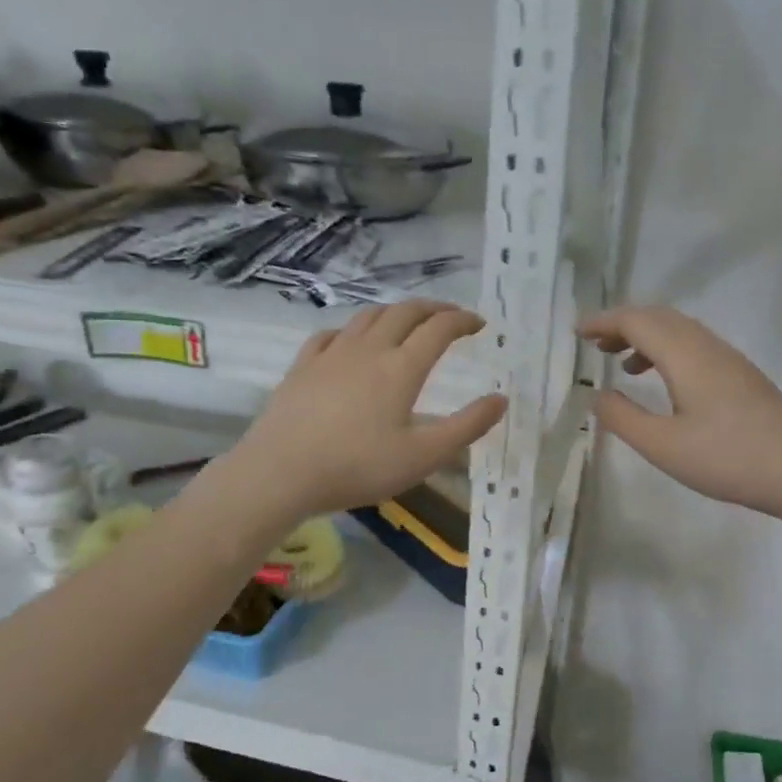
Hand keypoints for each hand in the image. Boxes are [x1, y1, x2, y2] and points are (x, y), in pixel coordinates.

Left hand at [233, 300, 506, 516]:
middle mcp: (369, 349)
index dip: (463, 320)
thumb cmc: (358, 467)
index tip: (479, 324)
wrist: (280, 473)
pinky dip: (352, 330)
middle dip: (433, 308)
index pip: (439, 329)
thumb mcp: (424, 456)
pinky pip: (331, 334)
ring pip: (368, 316)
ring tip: (407, 322)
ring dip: (395, 312)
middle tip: (450, 317)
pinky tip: (351, 341)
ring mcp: (331, 354)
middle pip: (405, 312)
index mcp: (401, 367)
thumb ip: (467, 427)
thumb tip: (501, 399)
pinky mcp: (303, 366)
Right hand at [579, 305, 781, 519]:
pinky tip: (663, 381)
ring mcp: (728, 358)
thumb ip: (624, 418)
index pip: (636, 321)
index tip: (577, 332)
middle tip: (594, 344)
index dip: (603, 321)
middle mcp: (706, 346)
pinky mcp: (741, 375)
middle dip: (622, 324)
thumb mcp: (663, 446)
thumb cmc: (728, 458)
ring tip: (620, 362)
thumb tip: (598, 395)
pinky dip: (667, 351)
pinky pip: (694, 345)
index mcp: (685, 355)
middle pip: (658, 317)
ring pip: (679, 330)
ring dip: (646, 336)